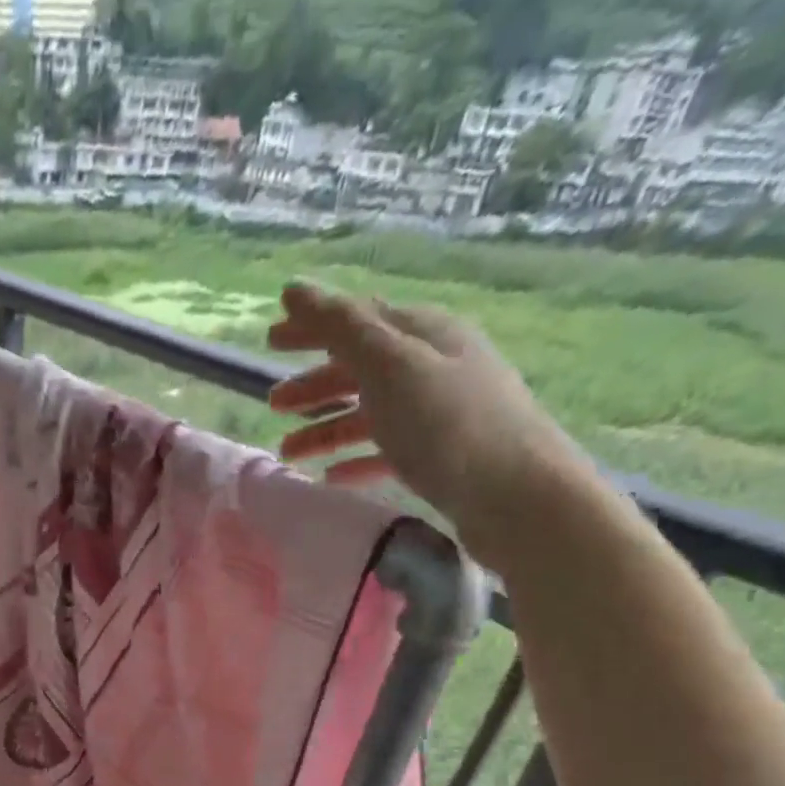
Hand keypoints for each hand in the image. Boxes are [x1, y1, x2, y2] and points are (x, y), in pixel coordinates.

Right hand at [266, 284, 593, 571]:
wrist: (516, 495)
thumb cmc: (448, 425)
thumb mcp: (389, 366)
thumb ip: (340, 328)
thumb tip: (294, 290)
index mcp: (423, 335)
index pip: (357, 320)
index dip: (311, 328)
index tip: (268, 342)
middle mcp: (433, 367)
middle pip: (361, 368)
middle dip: (314, 384)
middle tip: (273, 405)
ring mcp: (439, 414)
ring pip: (369, 413)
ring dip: (326, 428)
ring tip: (289, 452)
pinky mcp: (440, 458)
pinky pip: (386, 451)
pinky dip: (355, 459)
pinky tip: (332, 476)